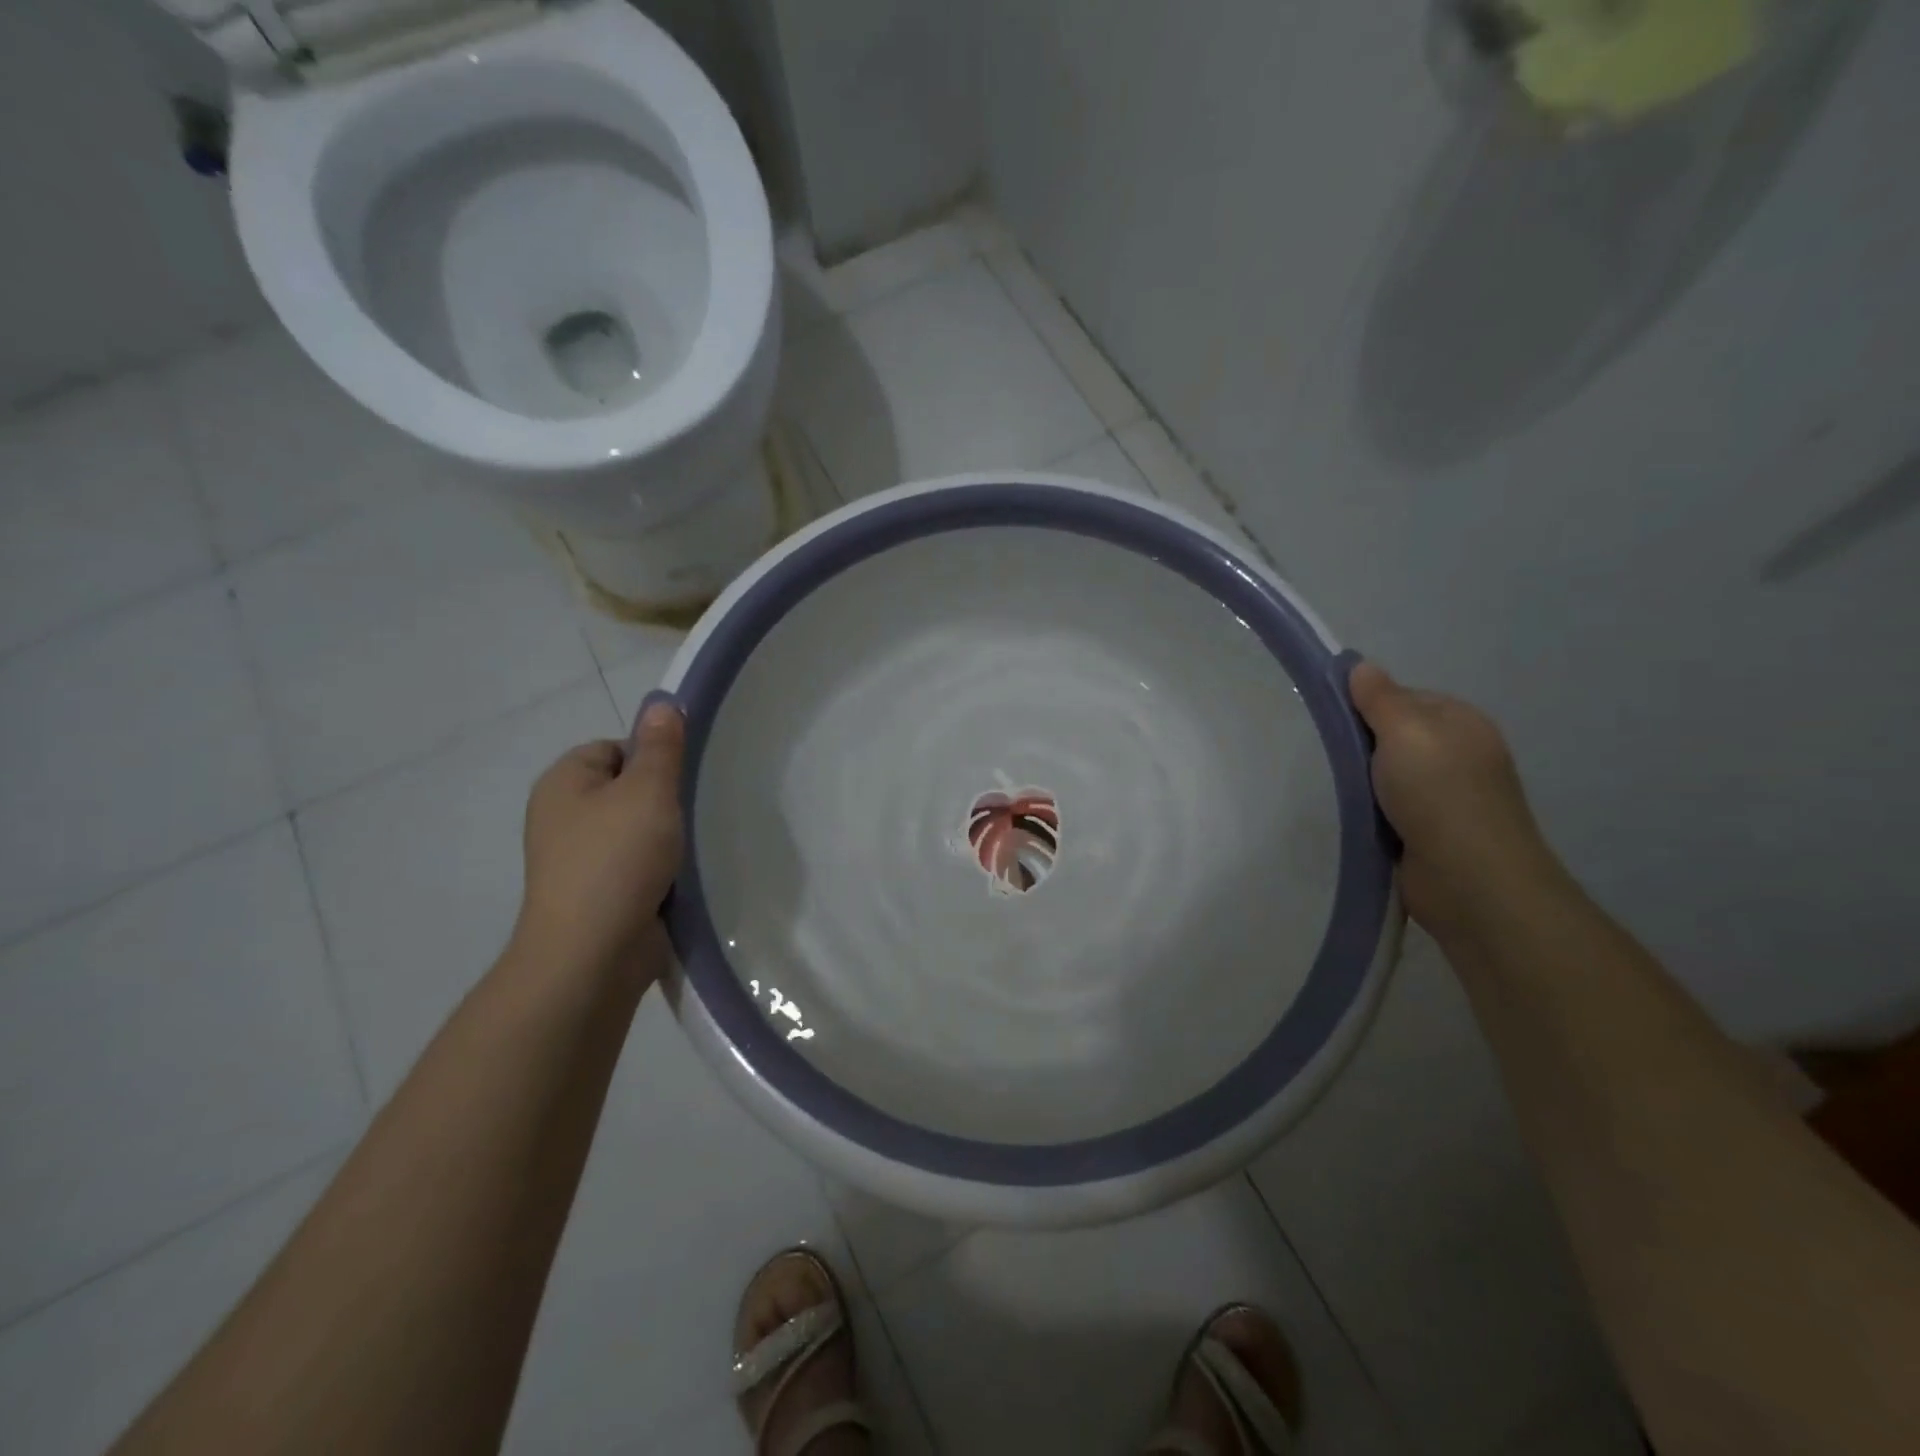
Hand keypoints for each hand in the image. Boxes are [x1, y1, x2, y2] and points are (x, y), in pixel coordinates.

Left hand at [513, 696, 685, 981]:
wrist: (591, 953)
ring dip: (665, 838)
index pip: (614, 748)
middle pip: (626, 789)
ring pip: (635, 830)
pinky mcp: (597, 895)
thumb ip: (661, 747)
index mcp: (564, 782)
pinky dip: (659, 870)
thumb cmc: (617, 859)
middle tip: (692, 812)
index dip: (652, 758)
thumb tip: (662, 703)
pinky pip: (636, 866)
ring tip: (691, 847)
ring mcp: (578, 860)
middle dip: (662, 800)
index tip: (680, 781)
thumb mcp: (648, 791)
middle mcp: (563, 816)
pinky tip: (681, 878)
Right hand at [1347, 660, 1557, 939]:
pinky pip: (1391, 809)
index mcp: (1461, 722)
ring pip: (1390, 775)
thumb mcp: (1405, 731)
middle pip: (1395, 737)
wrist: (1469, 878)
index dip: (1368, 705)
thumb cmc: (1438, 793)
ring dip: (1365, 783)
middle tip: (1331, 756)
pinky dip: (1372, 812)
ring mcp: (1448, 796)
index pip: (1404, 698)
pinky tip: (1356, 817)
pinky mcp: (1432, 832)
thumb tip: (1360, 665)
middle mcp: (1459, 754)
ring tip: (1338, 790)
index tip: (1335, 720)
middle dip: (1364, 746)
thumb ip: (1380, 698)